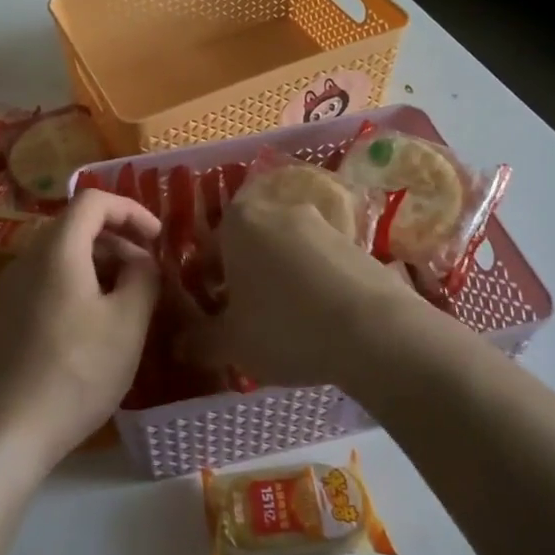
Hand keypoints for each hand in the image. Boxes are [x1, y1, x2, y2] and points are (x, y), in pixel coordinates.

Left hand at [0, 191, 161, 470]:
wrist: (0, 434)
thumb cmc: (74, 373)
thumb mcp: (127, 324)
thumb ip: (143, 278)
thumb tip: (142, 260)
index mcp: (56, 250)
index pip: (93, 200)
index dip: (131, 209)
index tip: (158, 238)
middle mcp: (25, 259)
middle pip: (74, 227)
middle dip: (117, 241)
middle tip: (147, 275)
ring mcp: (6, 290)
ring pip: (59, 258)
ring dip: (97, 267)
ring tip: (124, 304)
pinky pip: (43, 284)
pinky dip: (74, 287)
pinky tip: (89, 330)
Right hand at [185, 196, 427, 392]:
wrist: (375, 330)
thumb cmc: (284, 327)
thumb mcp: (231, 343)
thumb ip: (199, 341)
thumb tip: (179, 345)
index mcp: (238, 222)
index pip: (206, 249)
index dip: (204, 283)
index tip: (212, 314)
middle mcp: (277, 209)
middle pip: (248, 245)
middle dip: (242, 277)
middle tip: (245, 319)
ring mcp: (321, 222)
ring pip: (285, 251)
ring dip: (279, 279)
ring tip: (285, 324)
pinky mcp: (356, 241)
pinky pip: (319, 262)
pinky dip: (312, 283)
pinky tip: (319, 320)